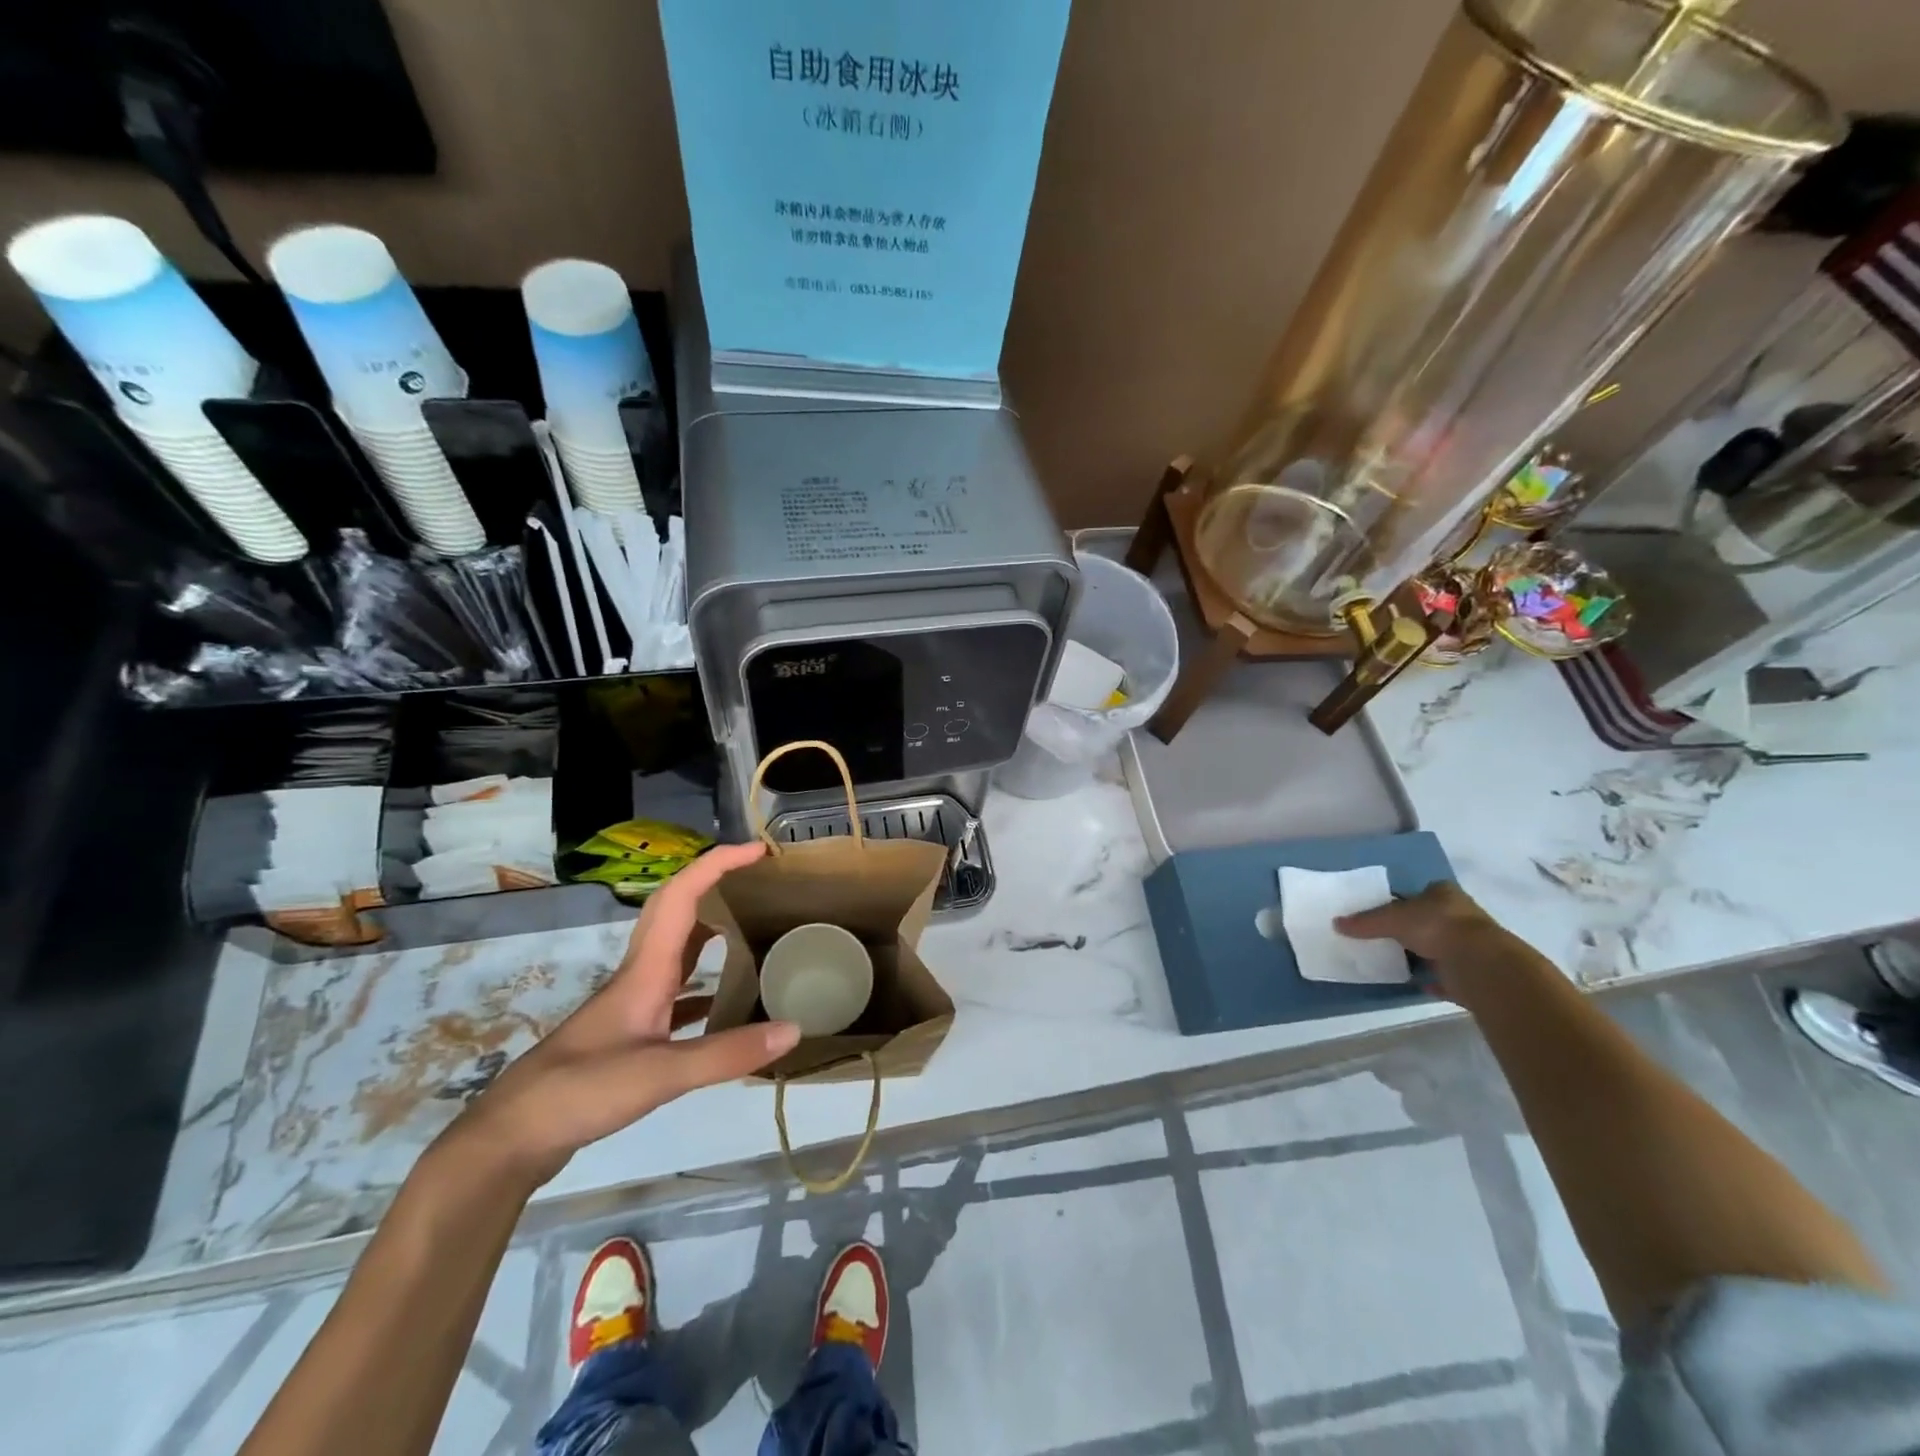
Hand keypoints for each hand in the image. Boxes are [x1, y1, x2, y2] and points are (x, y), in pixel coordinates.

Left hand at [454, 842, 799, 1182]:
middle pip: (678, 911)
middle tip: (760, 882)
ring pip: (678, 949)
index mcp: (646, 969)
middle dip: (716, 884)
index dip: (718, 863)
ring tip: (754, 929)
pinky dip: (705, 984)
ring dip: (712, 928)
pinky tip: (728, 1003)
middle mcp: (640, 975)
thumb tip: (793, 1029)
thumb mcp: (659, 1074)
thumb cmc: (579, 1091)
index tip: (758, 851)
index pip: (682, 895)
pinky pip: (677, 991)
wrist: (511, 1137)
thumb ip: (726, 1053)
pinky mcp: (631, 1032)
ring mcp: (634, 1004)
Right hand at [1335, 881, 1505, 993]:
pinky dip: (1434, 979)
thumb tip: (1336, 923)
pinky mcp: (1474, 972)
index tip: (1386, 911)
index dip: (1404, 900)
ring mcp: (1471, 945)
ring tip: (1396, 960)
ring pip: (1440, 946)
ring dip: (1423, 954)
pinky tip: (1417, 983)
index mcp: (1445, 894)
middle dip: (1413, 928)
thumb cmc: (1436, 926)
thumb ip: (1365, 922)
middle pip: (1431, 919)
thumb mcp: (1391, 919)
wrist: (1479, 964)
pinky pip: (1448, 975)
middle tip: (1385, 937)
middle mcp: (1462, 915)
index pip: (1422, 891)